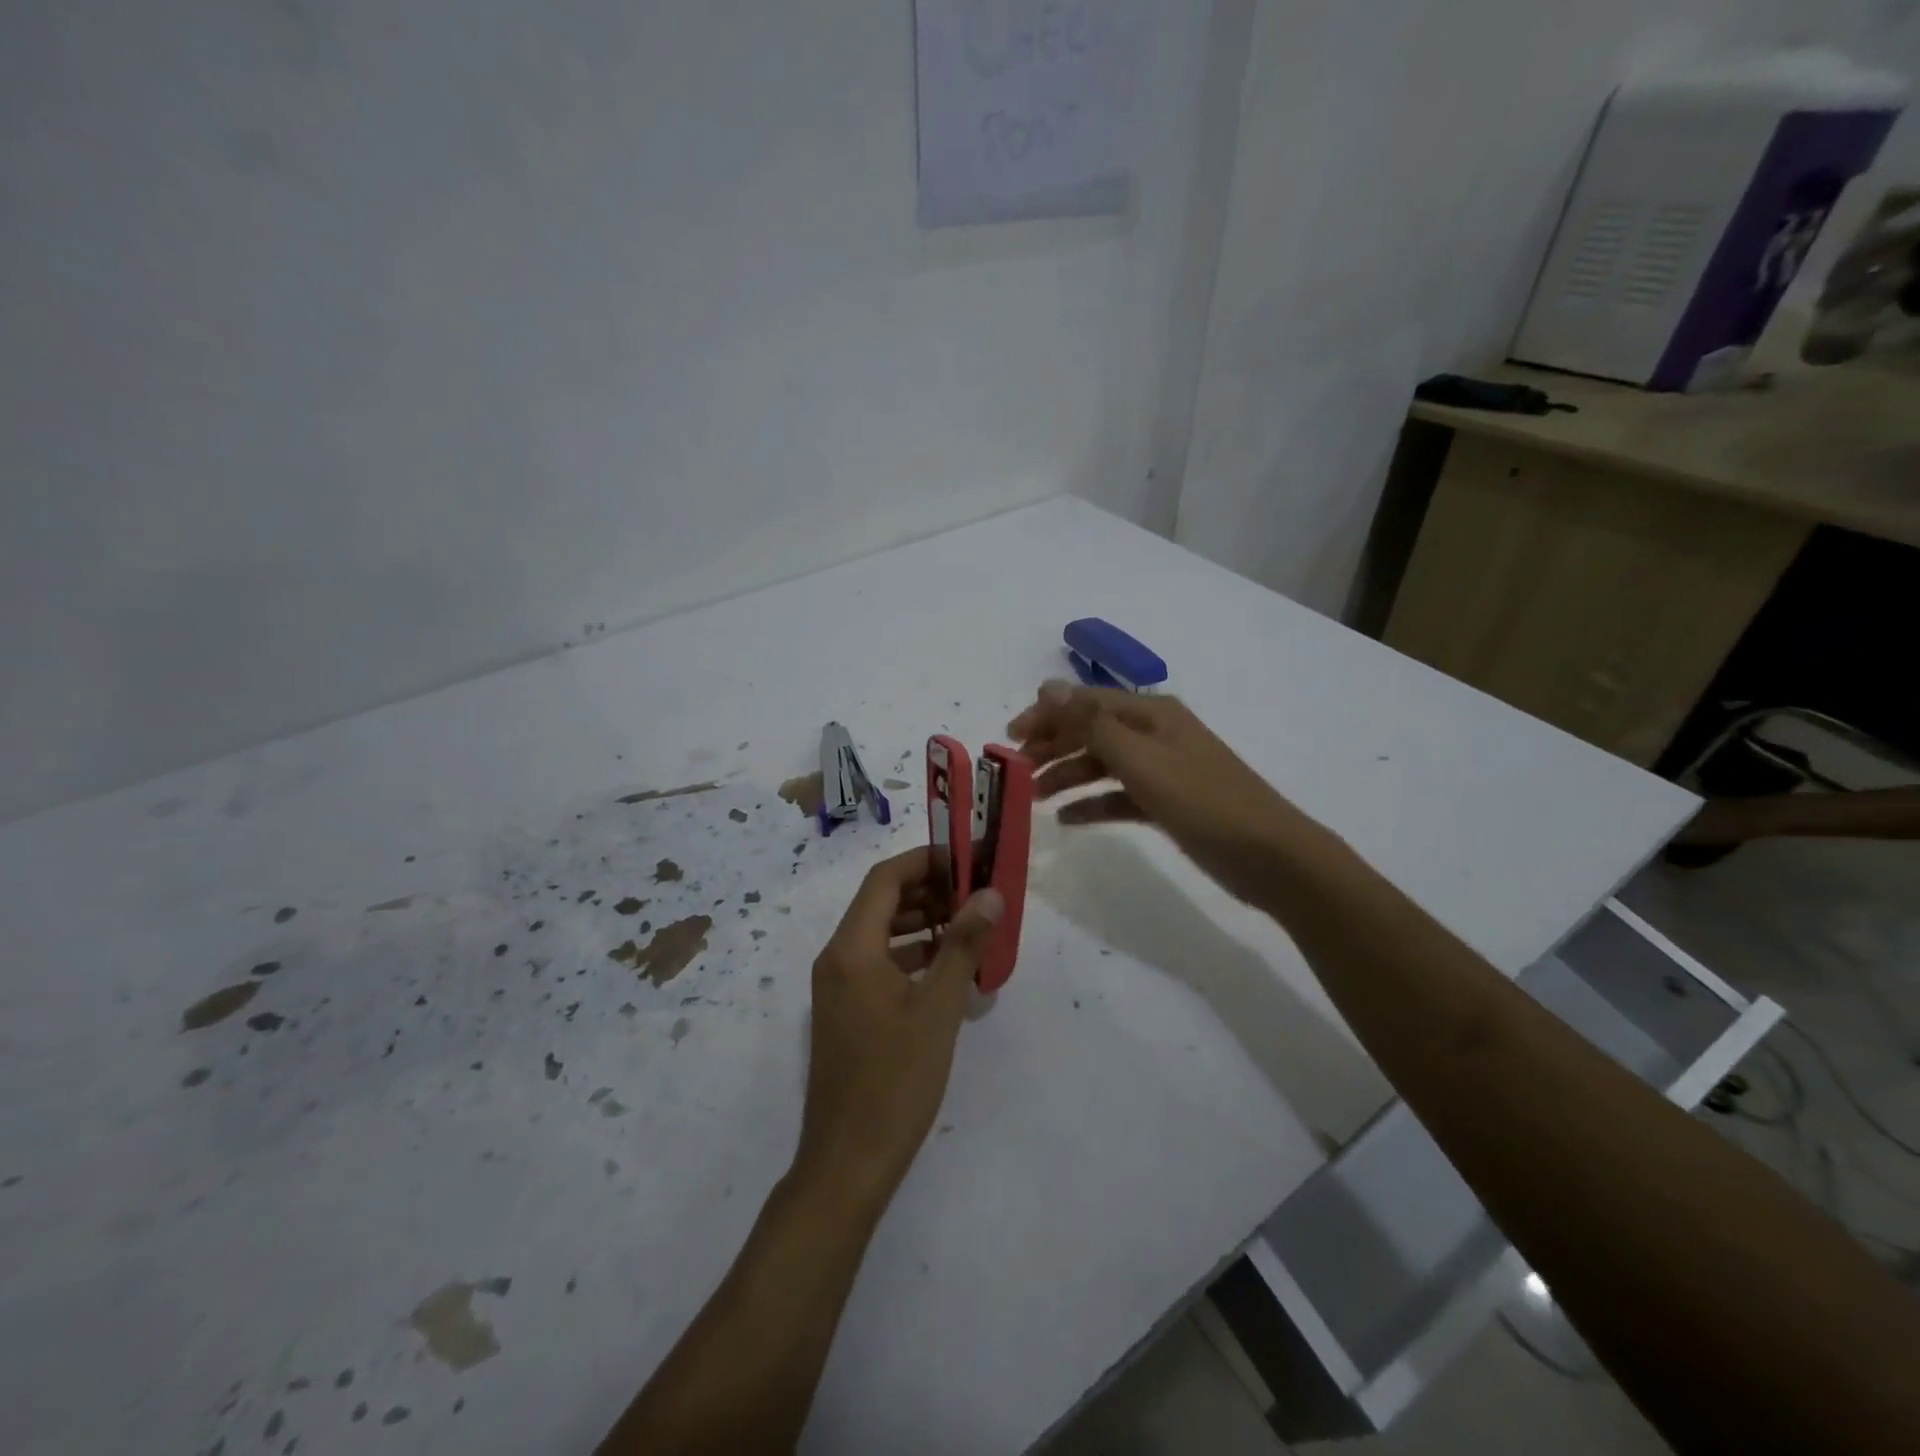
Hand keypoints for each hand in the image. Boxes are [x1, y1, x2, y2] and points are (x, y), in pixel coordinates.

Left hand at [795, 847, 1001, 1208]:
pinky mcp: (845, 1011)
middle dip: (928, 891)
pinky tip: (948, 970)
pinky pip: (878, 963)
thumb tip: (991, 895)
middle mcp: (837, 957)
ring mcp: (837, 986)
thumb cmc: (895, 1081)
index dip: (926, 861)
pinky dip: (912, 955)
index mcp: (851, 948)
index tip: (967, 860)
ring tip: (969, 927)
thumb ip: (963, 946)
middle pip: (881, 902)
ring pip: (881, 933)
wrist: (847, 1163)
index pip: (885, 878)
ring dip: (921, 922)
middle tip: (976, 894)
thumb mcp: (938, 1009)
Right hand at [1009, 680, 1311, 905]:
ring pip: (1102, 764)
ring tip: (1034, 797)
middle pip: (1091, 731)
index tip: (1009, 738)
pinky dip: (1093, 803)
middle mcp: (1155, 734)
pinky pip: (1119, 796)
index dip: (1045, 715)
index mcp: (1151, 714)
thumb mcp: (1142, 759)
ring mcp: (1162, 769)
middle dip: (1052, 746)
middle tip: (1016, 770)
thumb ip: (1092, 724)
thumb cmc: (1202, 801)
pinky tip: (1068, 819)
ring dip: (1067, 775)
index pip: (1085, 703)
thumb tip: (1048, 687)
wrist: (1269, 856)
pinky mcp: (1167, 803)